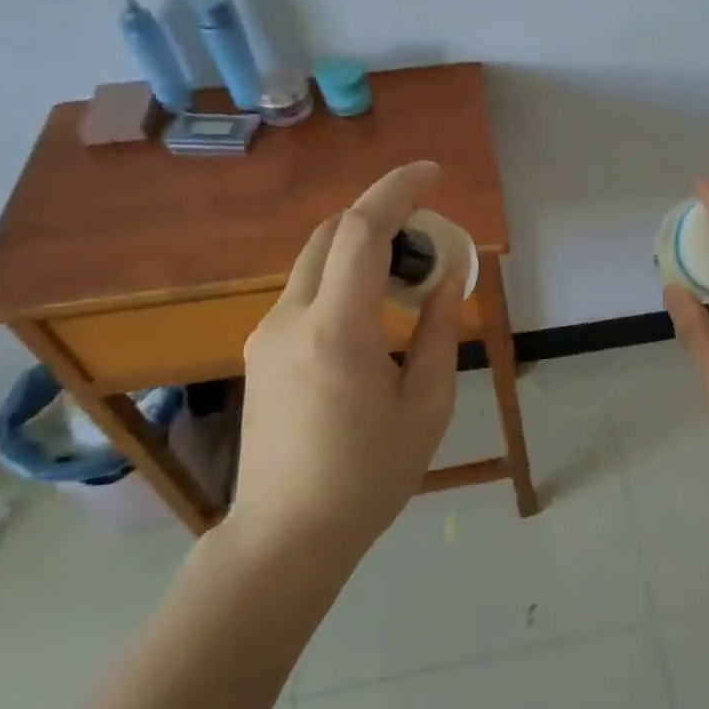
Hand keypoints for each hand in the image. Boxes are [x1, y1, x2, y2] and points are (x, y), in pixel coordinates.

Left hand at [230, 162, 468, 556]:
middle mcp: (289, 319)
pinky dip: (344, 278)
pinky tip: (373, 313)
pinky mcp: (260, 351)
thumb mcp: (426, 405)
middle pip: (331, 235)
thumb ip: (439, 331)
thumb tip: (449, 279)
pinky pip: (306, 292)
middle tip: (429, 237)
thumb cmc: (370, 475)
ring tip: (408, 279)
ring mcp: (266, 334)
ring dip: (362, 250)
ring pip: (315, 262)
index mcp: (337, 331)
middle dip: (381, 216)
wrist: (287, 534)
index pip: (361, 231)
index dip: (397, 190)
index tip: (434, 174)